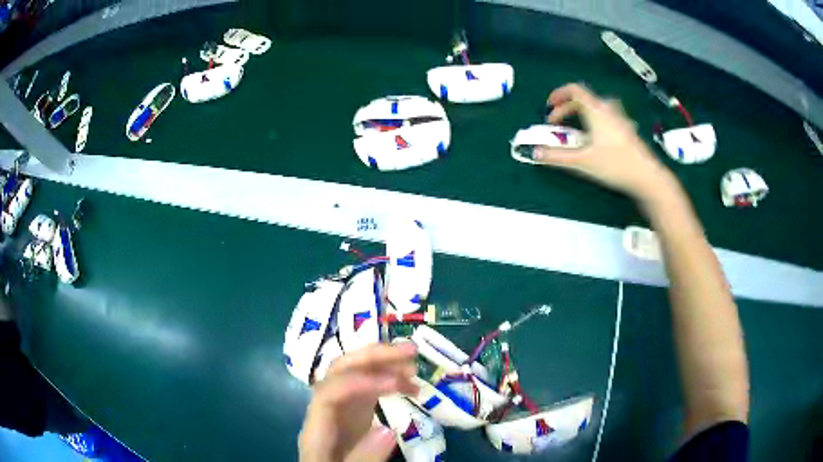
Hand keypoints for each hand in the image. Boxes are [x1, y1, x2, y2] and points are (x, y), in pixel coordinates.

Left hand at [298, 342, 418, 461]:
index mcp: (316, 429)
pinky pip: (367, 390)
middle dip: (373, 357)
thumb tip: (389, 430)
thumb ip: (364, 456)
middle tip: (410, 351)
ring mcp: (338, 409)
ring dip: (384, 364)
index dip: (358, 381)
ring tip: (415, 366)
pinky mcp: (351, 414)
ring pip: (355, 375)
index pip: (328, 393)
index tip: (395, 383)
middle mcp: (325, 410)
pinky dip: (388, 382)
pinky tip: (407, 384)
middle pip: (339, 373)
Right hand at [536, 83, 674, 199]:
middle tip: (557, 123)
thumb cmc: (615, 165)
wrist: (647, 177)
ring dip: (582, 113)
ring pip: (596, 107)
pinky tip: (596, 137)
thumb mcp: (582, 162)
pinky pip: (607, 116)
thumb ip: (557, 157)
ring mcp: (620, 119)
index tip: (549, 106)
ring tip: (576, 127)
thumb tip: (534, 153)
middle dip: (566, 108)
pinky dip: (594, 120)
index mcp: (596, 110)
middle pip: (584, 99)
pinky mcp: (627, 129)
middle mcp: (608, 109)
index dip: (558, 95)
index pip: (574, 90)